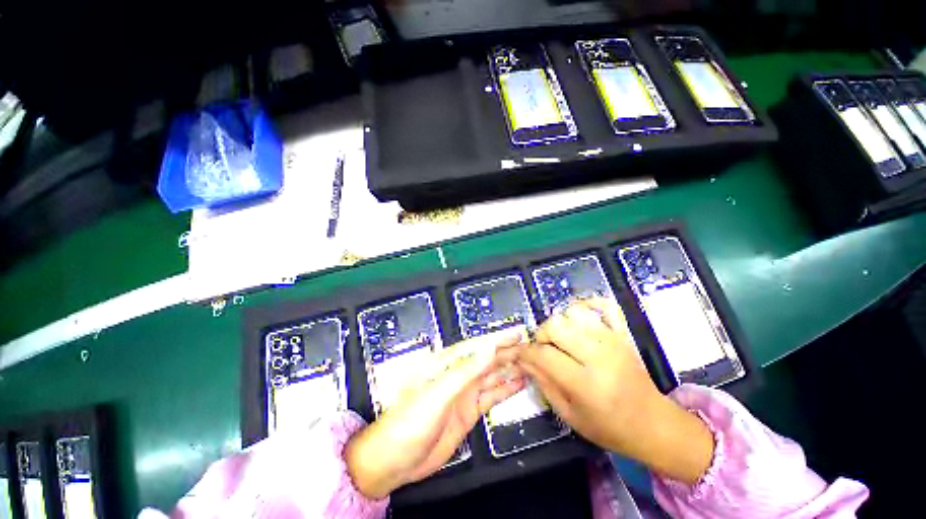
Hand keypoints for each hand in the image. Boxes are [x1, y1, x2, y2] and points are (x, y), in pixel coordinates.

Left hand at [345, 329, 526, 498]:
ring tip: (530, 363)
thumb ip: (465, 371)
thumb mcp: (438, 394)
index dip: (497, 339)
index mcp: (447, 365)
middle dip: (507, 352)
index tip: (517, 333)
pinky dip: (505, 389)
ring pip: (492, 376)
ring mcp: (464, 394)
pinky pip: (491, 396)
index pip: (477, 347)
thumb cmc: (410, 422)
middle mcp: (458, 375)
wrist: (395, 461)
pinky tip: (518, 384)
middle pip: (486, 360)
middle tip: (530, 348)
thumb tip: (488, 348)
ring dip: (509, 369)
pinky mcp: (468, 412)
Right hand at [517, 298, 713, 484]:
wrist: (653, 424)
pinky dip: (588, 304)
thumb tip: (523, 359)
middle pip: (555, 326)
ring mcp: (614, 340)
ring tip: (561, 339)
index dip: (525, 351)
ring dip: (560, 323)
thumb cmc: (609, 427)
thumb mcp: (569, 415)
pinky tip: (580, 318)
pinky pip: (604, 305)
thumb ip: (543, 383)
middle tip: (543, 349)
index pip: (544, 354)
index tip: (519, 354)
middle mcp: (599, 355)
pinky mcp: (623, 333)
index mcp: (586, 383)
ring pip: (573, 312)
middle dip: (541, 335)